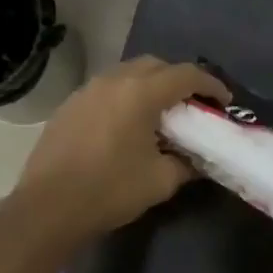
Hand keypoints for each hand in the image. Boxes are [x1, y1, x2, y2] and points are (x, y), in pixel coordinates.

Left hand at [13, 56, 229, 240]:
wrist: (48, 207)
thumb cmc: (110, 190)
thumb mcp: (160, 180)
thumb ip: (186, 164)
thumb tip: (196, 160)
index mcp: (140, 93)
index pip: (186, 75)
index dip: (211, 85)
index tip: (224, 101)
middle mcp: (113, 81)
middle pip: (156, 65)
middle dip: (180, 80)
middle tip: (193, 105)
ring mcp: (87, 90)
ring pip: (128, 74)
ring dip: (150, 86)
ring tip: (161, 114)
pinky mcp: (69, 106)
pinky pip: (107, 89)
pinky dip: (126, 97)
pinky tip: (128, 124)